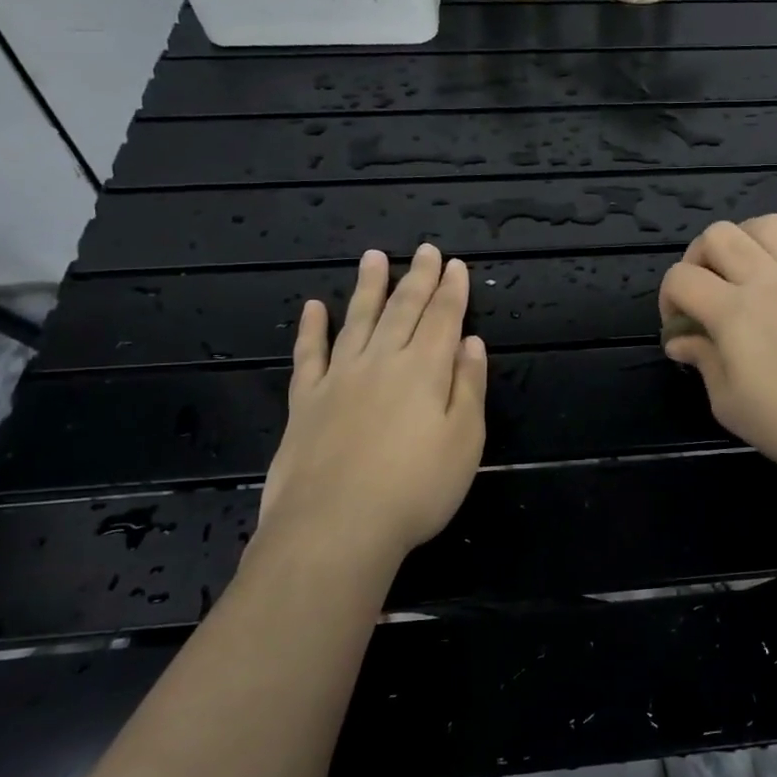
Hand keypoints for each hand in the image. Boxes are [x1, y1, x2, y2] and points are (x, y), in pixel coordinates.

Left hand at [251, 245, 486, 571]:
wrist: (335, 526)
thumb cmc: (415, 488)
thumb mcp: (465, 440)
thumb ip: (469, 387)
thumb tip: (470, 343)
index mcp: (424, 369)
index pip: (442, 318)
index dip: (452, 290)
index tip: (456, 265)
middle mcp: (382, 361)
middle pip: (403, 310)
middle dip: (418, 278)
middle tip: (425, 251)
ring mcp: (339, 378)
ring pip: (357, 320)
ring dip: (368, 288)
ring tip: (373, 257)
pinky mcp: (306, 401)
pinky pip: (309, 355)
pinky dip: (312, 329)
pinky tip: (314, 308)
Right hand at [659, 217, 776, 490]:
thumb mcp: (728, 403)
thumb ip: (702, 361)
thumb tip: (681, 341)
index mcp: (733, 311)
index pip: (681, 277)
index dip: (668, 298)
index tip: (679, 327)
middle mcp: (768, 281)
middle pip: (719, 234)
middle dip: (699, 256)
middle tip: (705, 291)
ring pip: (769, 226)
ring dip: (747, 242)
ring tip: (745, 274)